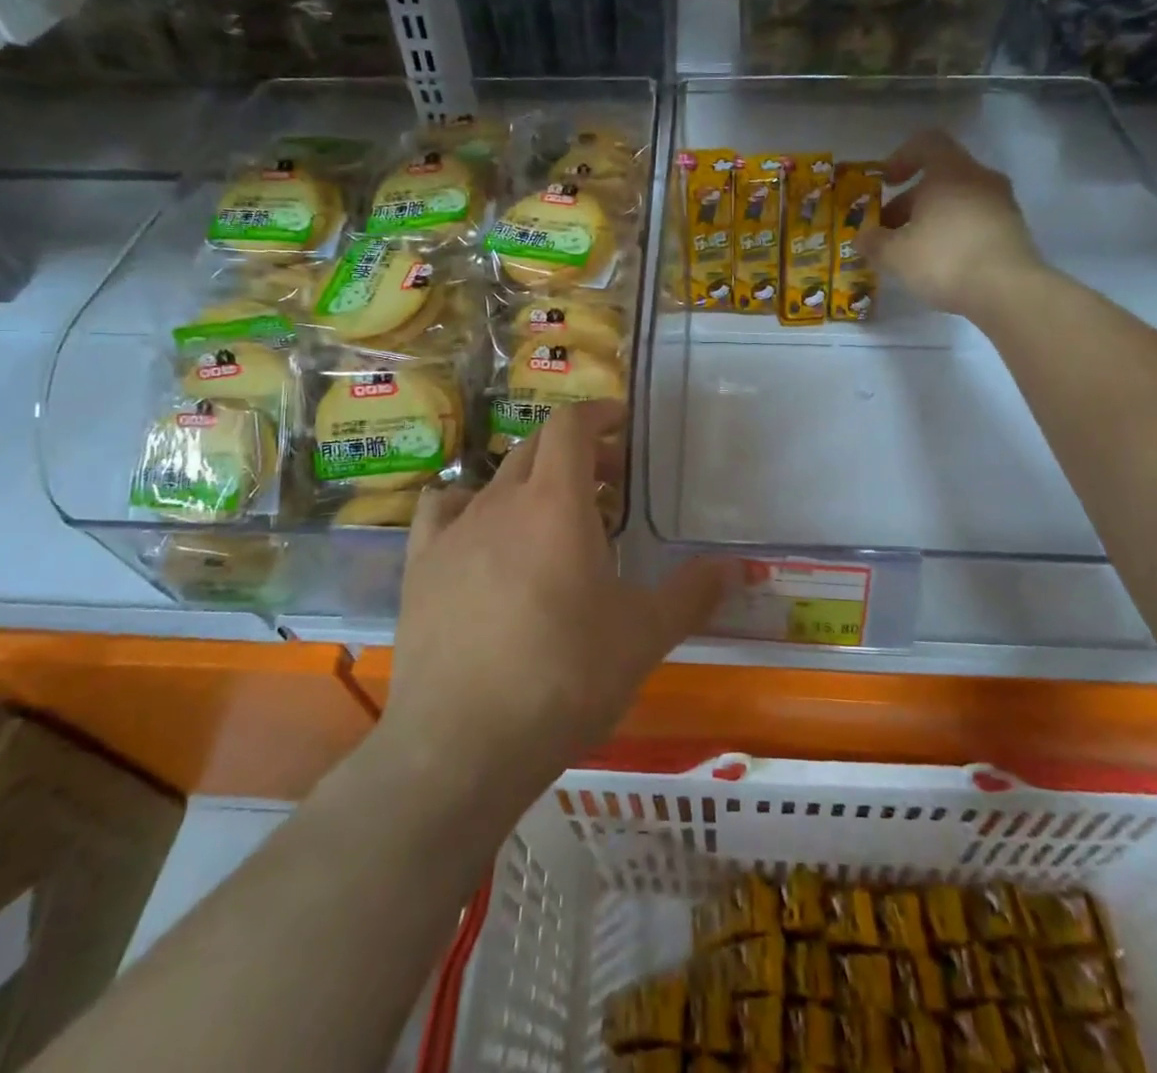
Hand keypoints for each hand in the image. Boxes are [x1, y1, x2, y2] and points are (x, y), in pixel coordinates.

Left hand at [381, 402, 743, 805]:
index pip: (571, 425)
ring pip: (495, 479)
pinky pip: (443, 511)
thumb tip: (736, 567)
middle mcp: (501, 501)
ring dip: (530, 482)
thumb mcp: (643, 635)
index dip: (598, 414)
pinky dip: (469, 507)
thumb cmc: (565, 676)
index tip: (622, 424)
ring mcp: (454, 531)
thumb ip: (692, 593)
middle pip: (537, 447)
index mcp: (556, 502)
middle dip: (577, 452)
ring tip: (552, 518)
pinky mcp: (420, 565)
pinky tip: (482, 538)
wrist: (463, 742)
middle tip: (609, 485)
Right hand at [856, 129, 1049, 323]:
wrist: (1008, 291)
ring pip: (958, 201)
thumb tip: (862, 237)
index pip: (926, 143)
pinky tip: (941, 263)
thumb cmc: (944, 259)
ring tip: (912, 252)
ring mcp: (1001, 204)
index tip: (886, 183)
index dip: (901, 158)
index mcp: (950, 171)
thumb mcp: (895, 255)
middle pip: (940, 177)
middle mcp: (980, 178)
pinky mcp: (1013, 230)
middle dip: (910, 202)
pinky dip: (954, 234)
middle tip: (889, 231)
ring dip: (931, 219)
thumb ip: (873, 242)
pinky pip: (975, 221)